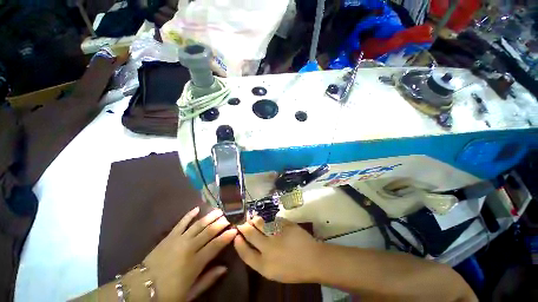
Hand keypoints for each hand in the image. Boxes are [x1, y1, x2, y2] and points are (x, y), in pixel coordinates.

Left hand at [143, 207, 236, 300]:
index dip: (227, 236)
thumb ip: (208, 279)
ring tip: (219, 210)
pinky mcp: (169, 236)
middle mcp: (189, 247)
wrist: (140, 289)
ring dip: (210, 217)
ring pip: (198, 225)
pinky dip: (189, 215)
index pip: (216, 245)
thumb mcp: (190, 293)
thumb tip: (224, 268)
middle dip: (221, 223)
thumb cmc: (167, 294)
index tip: (235, 229)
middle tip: (229, 217)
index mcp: (195, 262)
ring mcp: (179, 240)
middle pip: (209, 231)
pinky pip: (181, 223)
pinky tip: (197, 208)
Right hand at [233, 216, 322, 283]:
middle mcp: (268, 249)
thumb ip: (260, 259)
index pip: (245, 253)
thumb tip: (251, 245)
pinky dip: (268, 218)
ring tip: (253, 218)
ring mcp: (277, 235)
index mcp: (264, 266)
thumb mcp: (273, 272)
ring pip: (260, 223)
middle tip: (241, 223)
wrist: (313, 260)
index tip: (236, 236)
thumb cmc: (293, 270)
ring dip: (255, 219)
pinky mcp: (285, 225)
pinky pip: (273, 219)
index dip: (238, 244)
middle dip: (243, 227)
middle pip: (250, 234)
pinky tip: (267, 218)